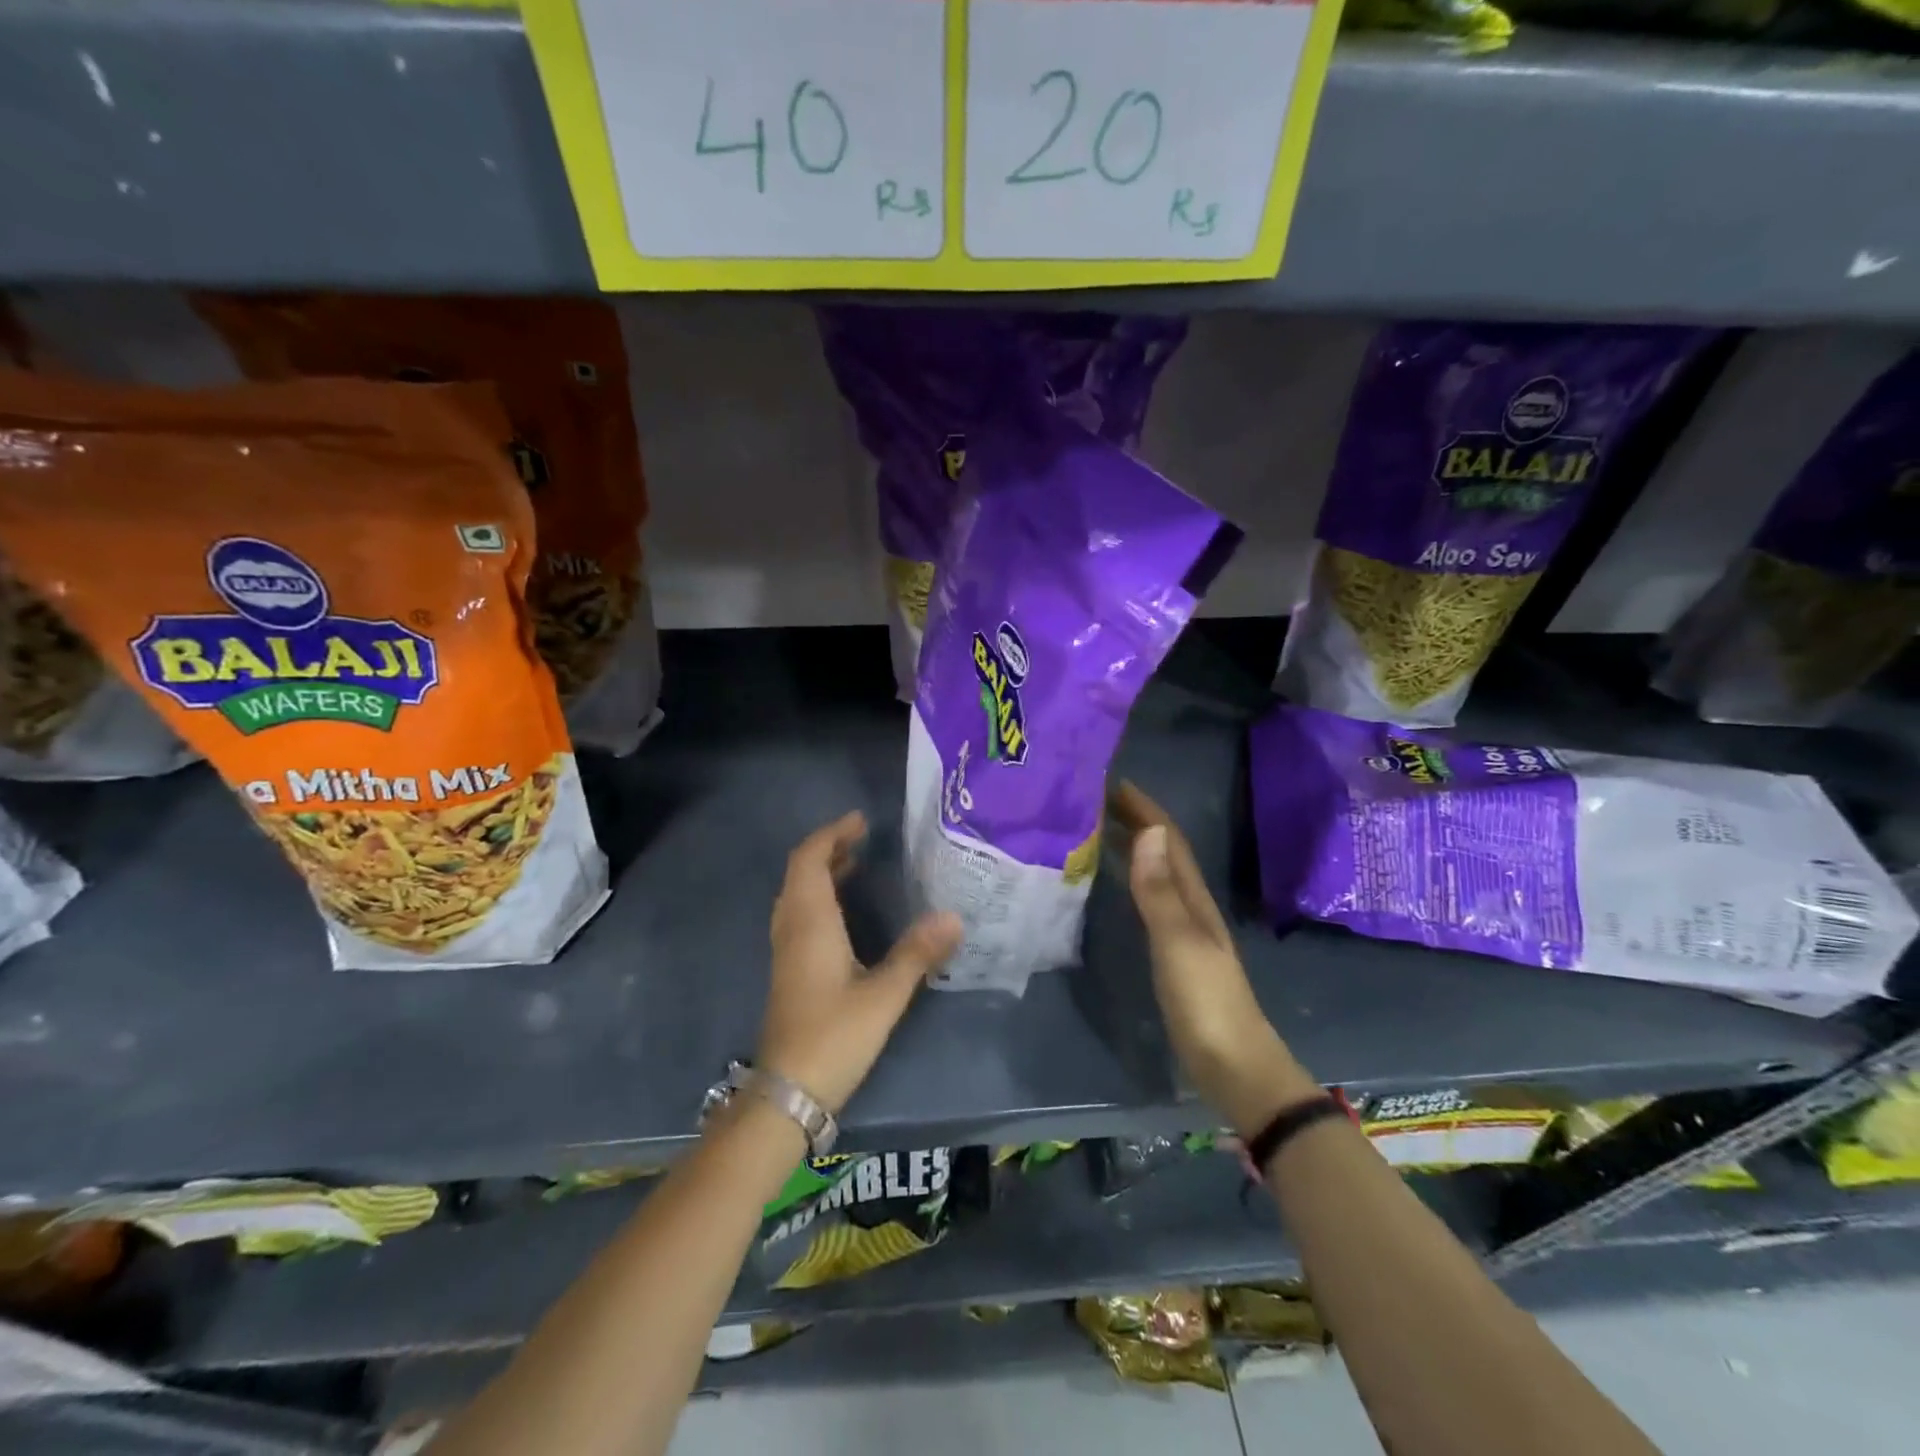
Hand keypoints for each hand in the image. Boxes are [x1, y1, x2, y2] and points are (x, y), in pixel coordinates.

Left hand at [758, 811, 963, 1114]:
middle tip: (864, 838)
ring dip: (821, 873)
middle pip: (800, 872)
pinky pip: (799, 914)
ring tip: (857, 864)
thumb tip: (954, 917)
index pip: (809, 859)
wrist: (787, 1093)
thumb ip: (917, 954)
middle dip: (828, 849)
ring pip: (797, 894)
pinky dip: (819, 897)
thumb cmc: (833, 1037)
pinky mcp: (789, 970)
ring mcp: (786, 950)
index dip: (831, 834)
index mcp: (809, 923)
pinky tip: (846, 912)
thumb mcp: (883, 995)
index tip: (860, 821)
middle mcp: (791, 928)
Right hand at [1109, 782, 1317, 1135]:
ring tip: (1097, 830)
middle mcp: (1191, 906)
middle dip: (1134, 820)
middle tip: (1093, 800)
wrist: (1235, 1068)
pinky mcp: (1174, 954)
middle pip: (1163, 852)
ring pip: (1156, 874)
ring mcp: (1184, 930)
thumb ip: (1159, 892)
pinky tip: (1114, 884)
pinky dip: (1131, 879)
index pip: (1169, 840)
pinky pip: (1150, 900)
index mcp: (1194, 898)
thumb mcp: (1179, 943)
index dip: (1144, 808)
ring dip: (1132, 845)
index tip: (1110, 782)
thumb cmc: (1207, 1003)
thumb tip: (1147, 831)